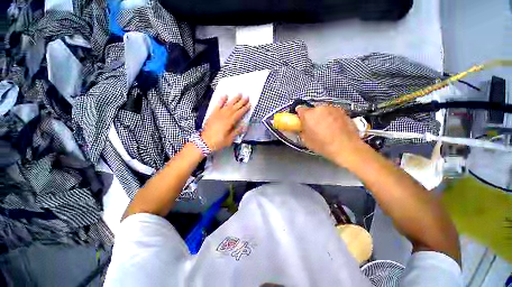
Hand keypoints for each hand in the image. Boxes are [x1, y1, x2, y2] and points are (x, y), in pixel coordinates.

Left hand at [201, 94, 249, 151]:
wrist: (204, 142)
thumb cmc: (218, 142)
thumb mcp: (229, 139)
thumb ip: (237, 131)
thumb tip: (244, 125)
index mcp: (229, 122)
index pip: (239, 113)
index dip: (245, 109)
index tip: (249, 104)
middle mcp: (224, 116)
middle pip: (235, 107)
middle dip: (241, 102)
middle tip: (247, 96)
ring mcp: (218, 114)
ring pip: (228, 105)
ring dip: (234, 99)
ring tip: (239, 94)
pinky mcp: (213, 114)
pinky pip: (217, 105)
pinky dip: (221, 100)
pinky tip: (225, 95)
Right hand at [296, 105, 363, 166]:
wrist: (346, 147)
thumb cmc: (324, 145)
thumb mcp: (306, 140)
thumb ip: (301, 130)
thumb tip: (302, 128)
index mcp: (308, 114)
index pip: (299, 109)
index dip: (299, 115)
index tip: (301, 120)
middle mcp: (320, 108)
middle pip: (312, 110)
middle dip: (311, 116)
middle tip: (313, 127)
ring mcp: (332, 108)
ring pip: (323, 110)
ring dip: (322, 116)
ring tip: (325, 128)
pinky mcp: (342, 111)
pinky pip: (332, 112)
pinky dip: (331, 117)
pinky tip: (334, 128)